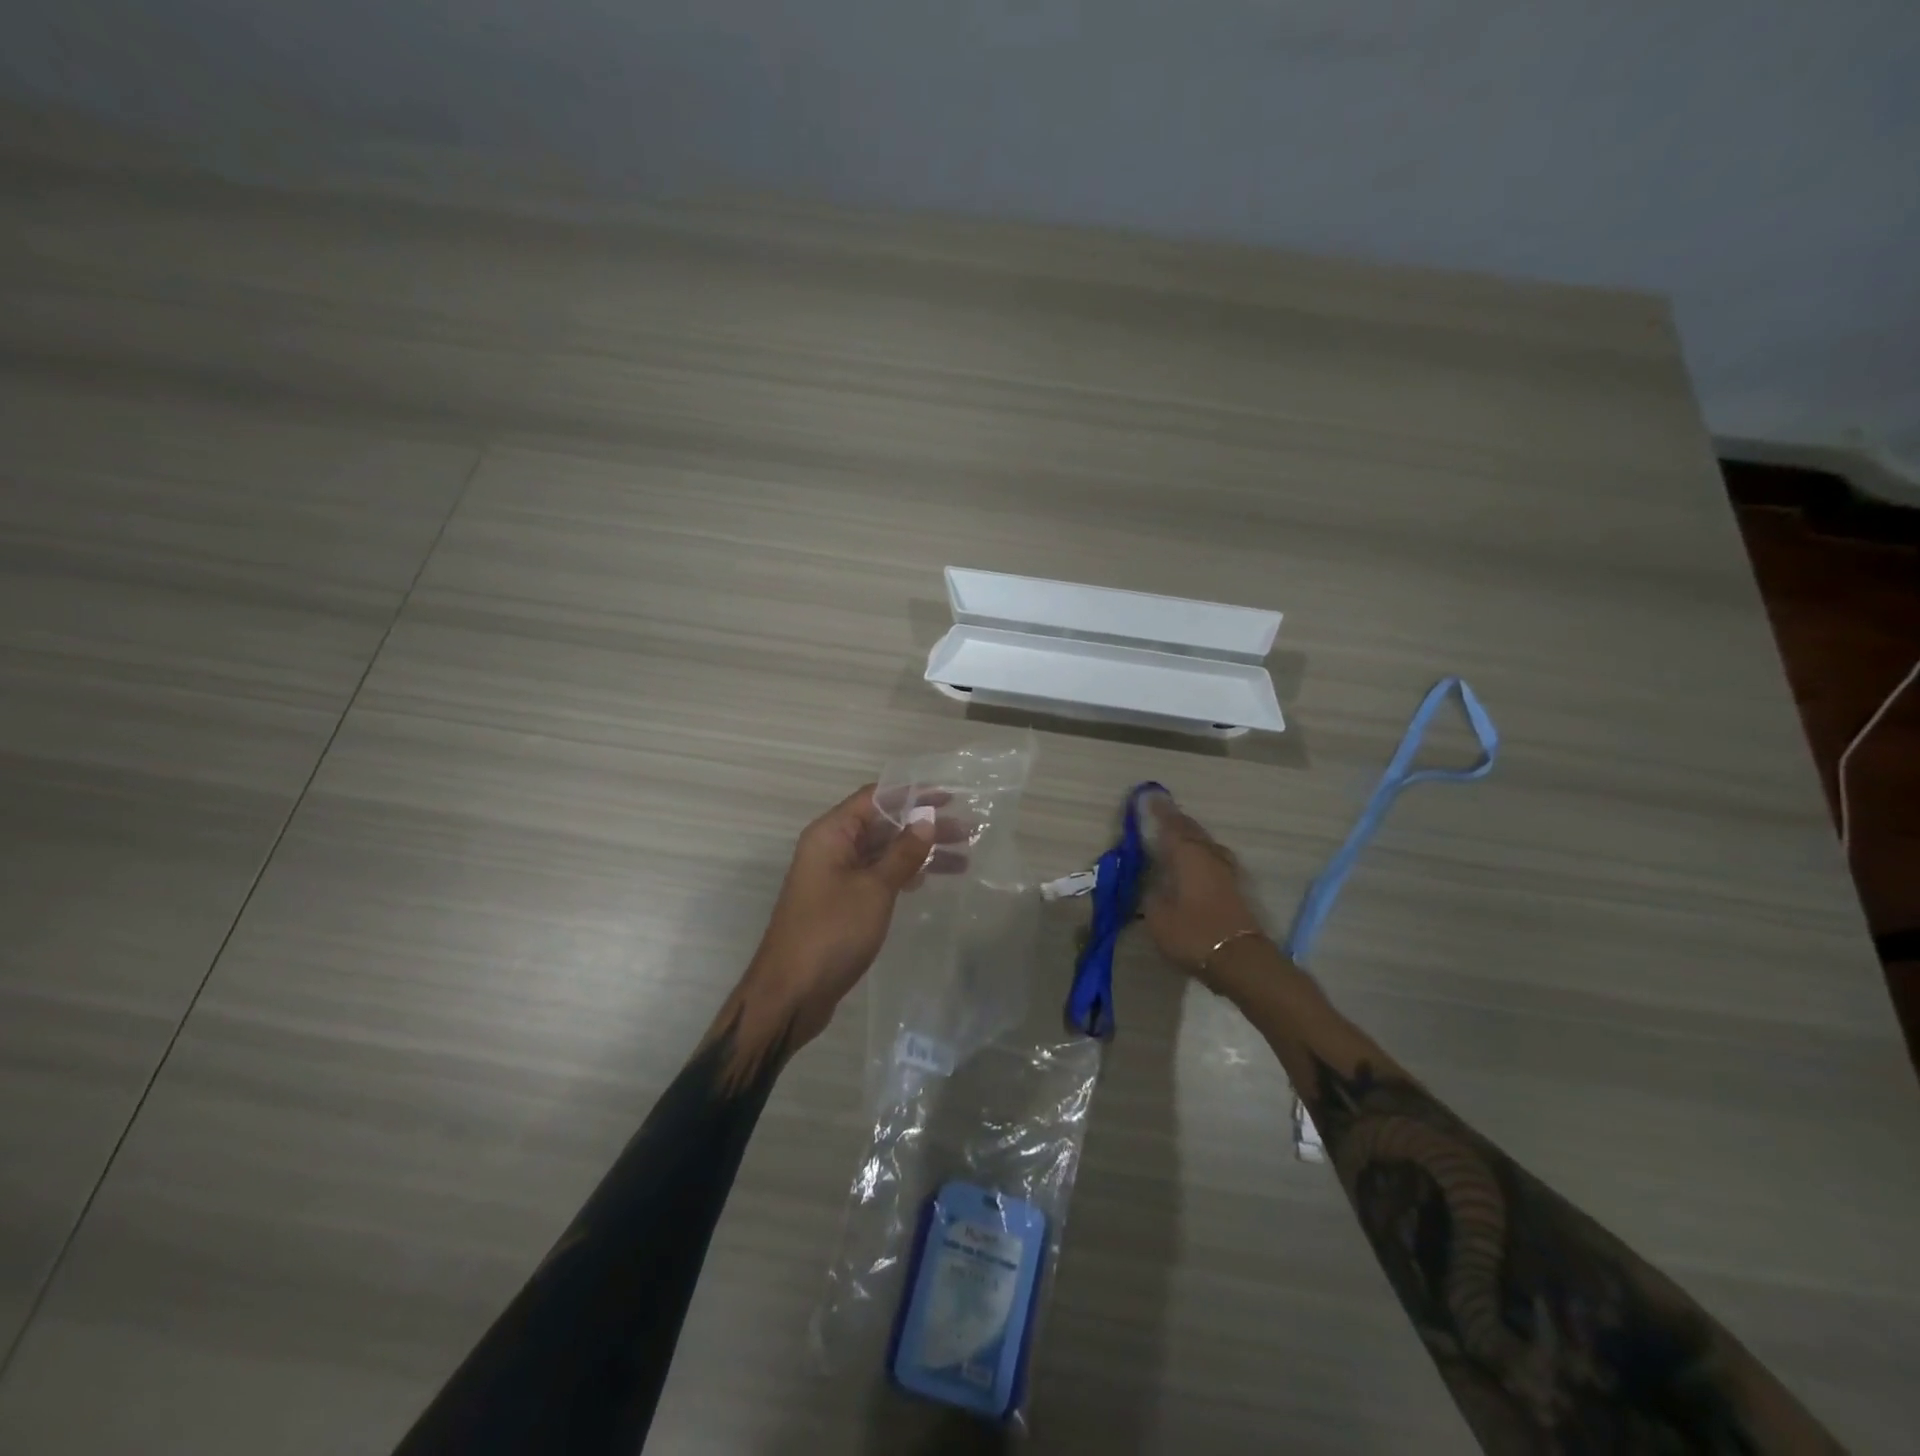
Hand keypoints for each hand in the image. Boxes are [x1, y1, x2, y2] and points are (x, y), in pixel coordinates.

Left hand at [738, 784, 952, 1051]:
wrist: (791, 993)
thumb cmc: (831, 932)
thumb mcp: (874, 889)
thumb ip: (903, 853)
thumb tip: (927, 819)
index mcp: (831, 834)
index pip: (875, 798)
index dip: (913, 794)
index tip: (951, 797)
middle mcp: (831, 848)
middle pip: (883, 825)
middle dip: (923, 827)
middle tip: (967, 832)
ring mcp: (835, 877)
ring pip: (883, 853)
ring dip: (919, 853)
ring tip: (963, 857)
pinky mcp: (842, 903)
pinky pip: (878, 876)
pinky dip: (904, 875)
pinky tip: (931, 879)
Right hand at [1140, 792, 1267, 986]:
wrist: (1239, 959)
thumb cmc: (1193, 933)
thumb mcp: (1157, 916)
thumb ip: (1150, 894)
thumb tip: (1150, 883)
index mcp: (1187, 854)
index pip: (1170, 825)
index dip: (1158, 811)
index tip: (1149, 795)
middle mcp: (1208, 855)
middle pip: (1191, 830)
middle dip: (1175, 821)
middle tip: (1160, 814)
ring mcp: (1225, 871)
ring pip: (1204, 843)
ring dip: (1190, 836)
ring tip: (1175, 836)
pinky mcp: (1233, 888)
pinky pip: (1211, 859)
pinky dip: (1199, 854)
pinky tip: (1192, 862)